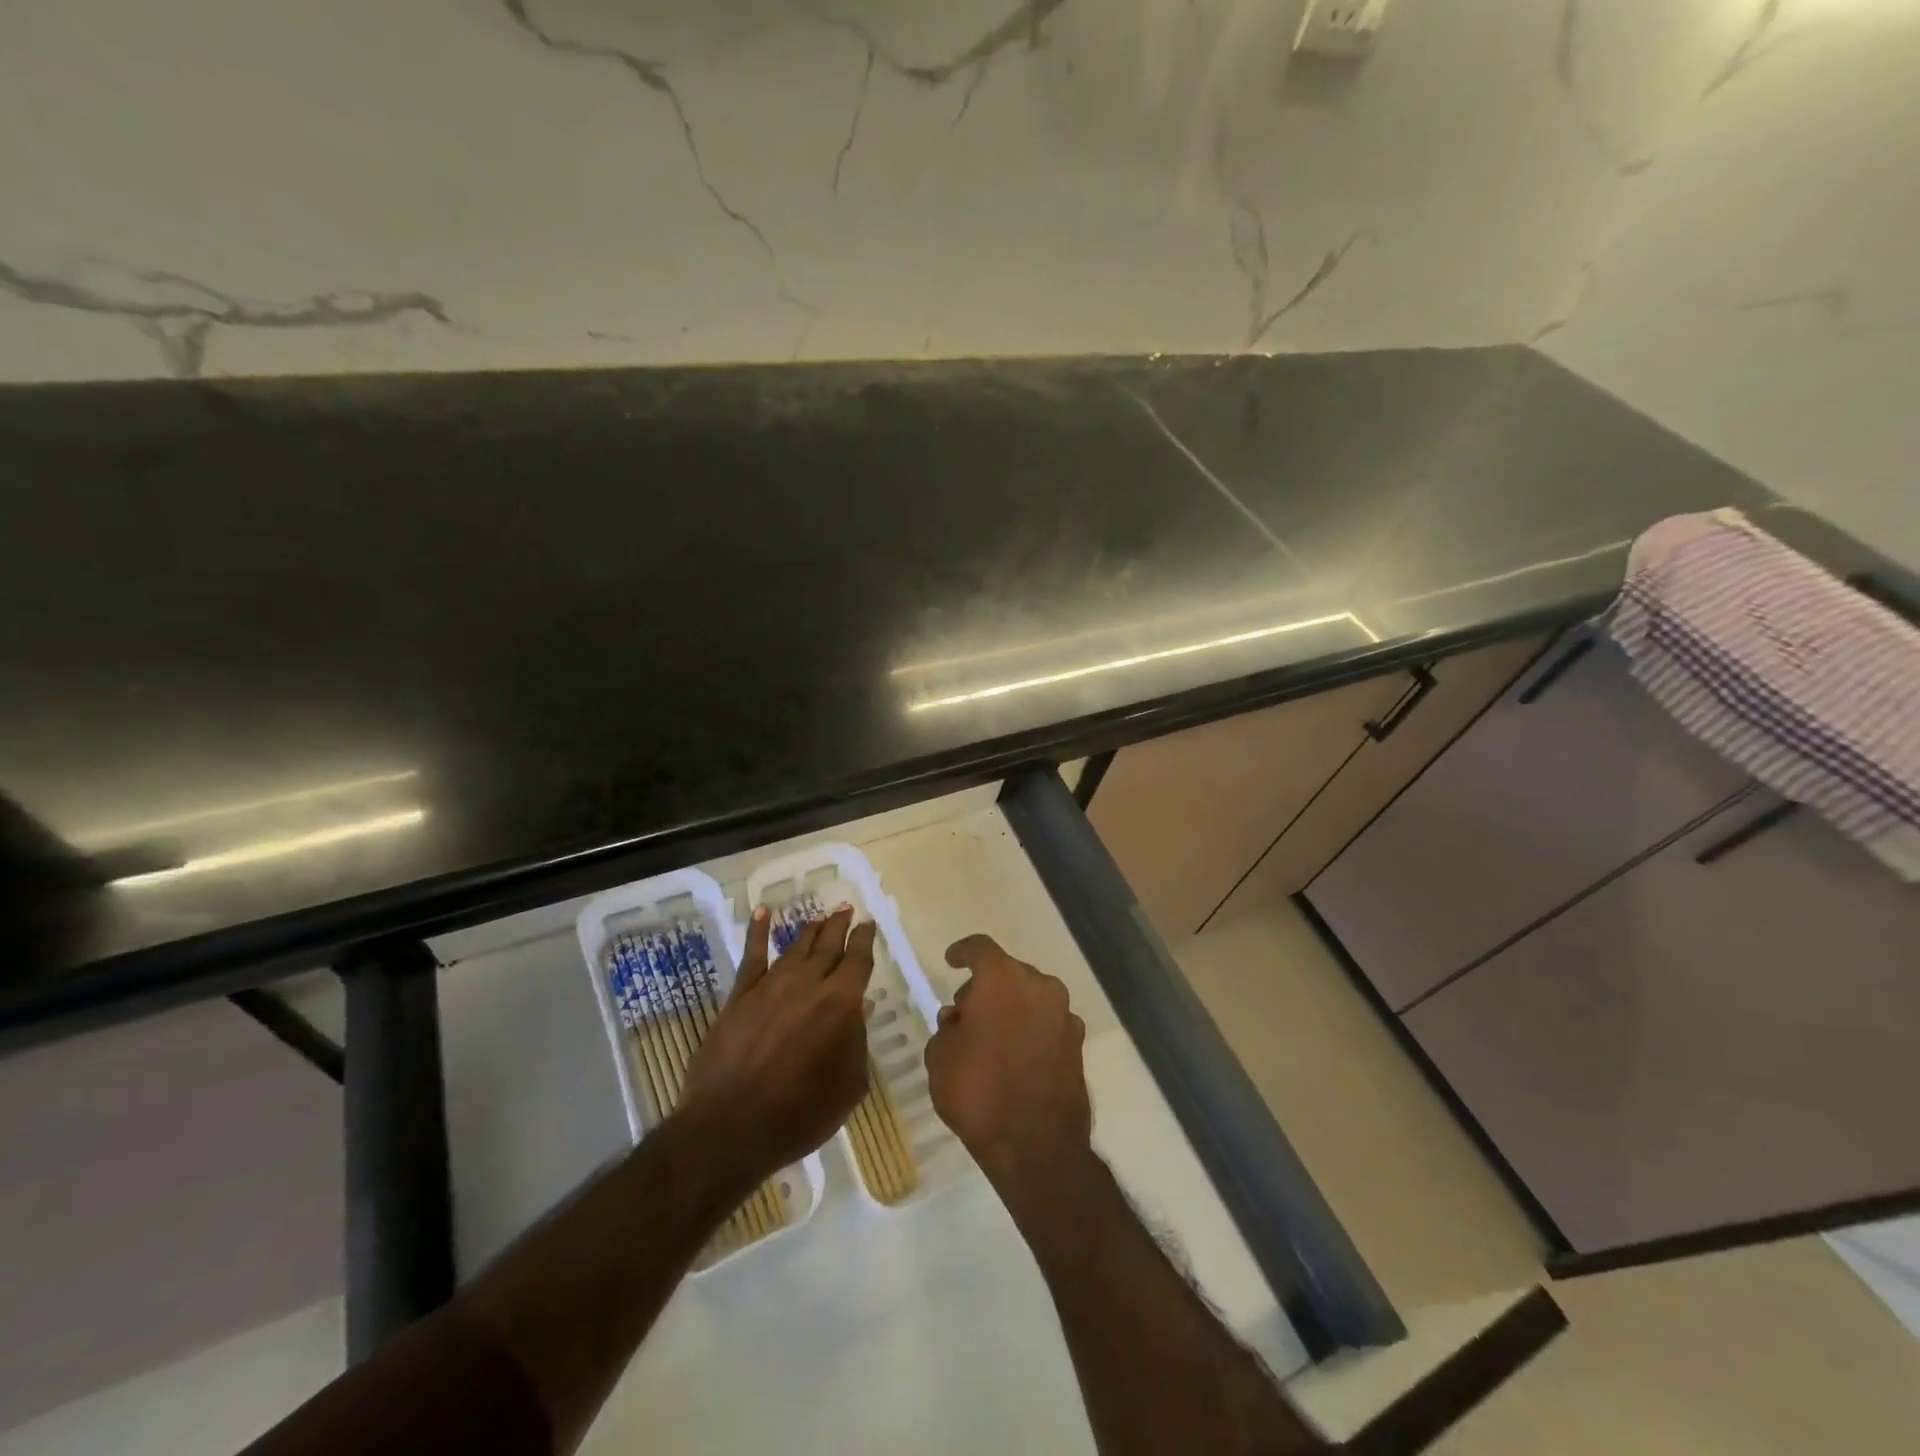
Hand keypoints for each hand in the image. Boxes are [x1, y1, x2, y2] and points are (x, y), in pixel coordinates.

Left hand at [678, 905, 875, 1195]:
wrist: (730, 1129)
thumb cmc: (799, 1115)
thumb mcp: (848, 1087)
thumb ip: (857, 1043)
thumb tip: (859, 1009)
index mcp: (840, 1004)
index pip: (857, 960)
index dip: (864, 940)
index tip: (868, 924)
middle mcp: (808, 985)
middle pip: (828, 946)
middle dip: (840, 925)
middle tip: (847, 909)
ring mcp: (770, 987)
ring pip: (796, 948)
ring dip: (811, 930)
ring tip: (821, 917)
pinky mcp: (740, 997)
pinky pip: (752, 956)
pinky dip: (758, 931)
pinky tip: (762, 912)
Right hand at [925, 934, 1091, 1204]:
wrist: (1037, 1147)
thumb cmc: (979, 1093)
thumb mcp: (940, 1057)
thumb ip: (947, 1028)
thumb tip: (960, 1020)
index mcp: (1002, 979)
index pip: (980, 948)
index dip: (963, 952)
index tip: (951, 960)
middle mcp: (1039, 986)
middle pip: (1007, 973)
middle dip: (985, 988)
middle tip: (965, 1015)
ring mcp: (1064, 1014)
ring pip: (1030, 997)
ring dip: (1011, 1009)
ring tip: (990, 1040)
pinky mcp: (1079, 1043)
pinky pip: (1047, 1023)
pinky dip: (1031, 1030)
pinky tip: (1017, 1058)